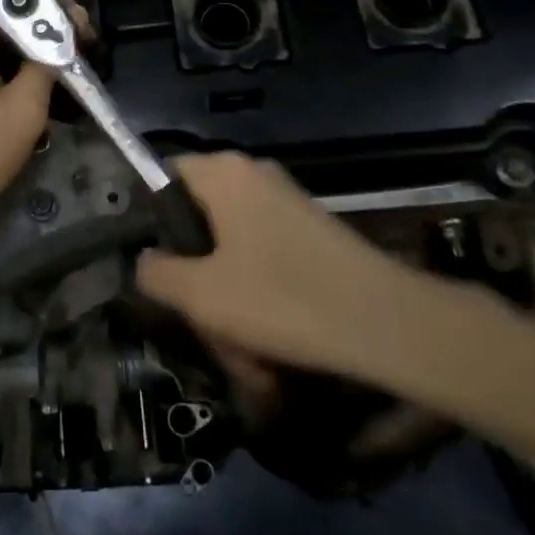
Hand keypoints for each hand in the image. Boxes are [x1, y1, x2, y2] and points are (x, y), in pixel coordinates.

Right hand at [136, 153, 448, 390]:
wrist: (389, 323)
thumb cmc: (282, 298)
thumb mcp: (202, 295)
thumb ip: (157, 274)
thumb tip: (144, 262)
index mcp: (223, 173)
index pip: (164, 176)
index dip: (150, 220)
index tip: (154, 269)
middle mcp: (253, 177)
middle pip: (200, 223)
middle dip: (198, 283)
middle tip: (206, 330)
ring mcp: (286, 205)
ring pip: (233, 254)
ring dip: (231, 306)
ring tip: (246, 361)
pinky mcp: (312, 234)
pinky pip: (266, 262)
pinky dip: (261, 303)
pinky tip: (271, 356)